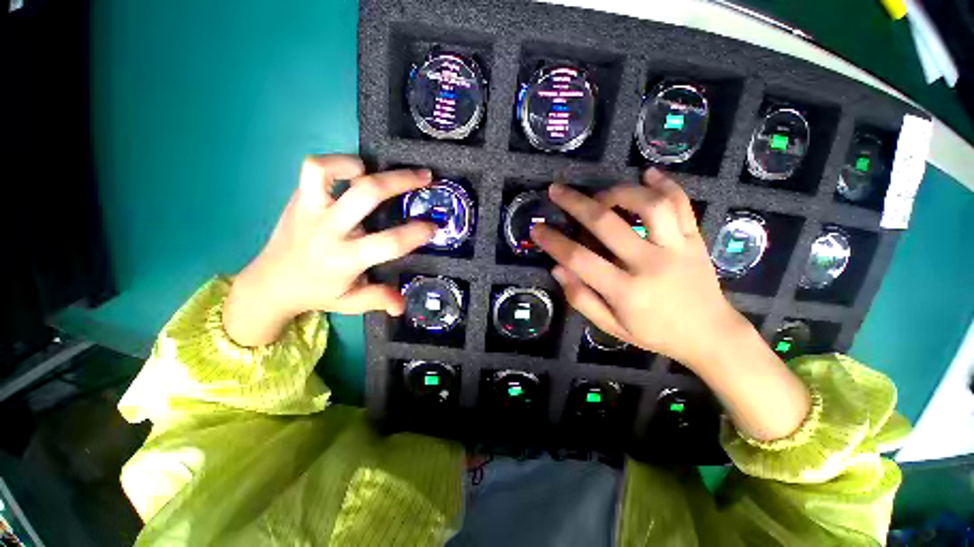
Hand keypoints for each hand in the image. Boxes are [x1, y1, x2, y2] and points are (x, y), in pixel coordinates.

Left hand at [223, 155, 435, 346]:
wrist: (269, 284)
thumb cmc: (317, 293)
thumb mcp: (351, 303)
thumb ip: (378, 300)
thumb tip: (402, 305)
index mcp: (345, 259)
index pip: (389, 243)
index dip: (416, 233)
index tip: (434, 226)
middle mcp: (328, 230)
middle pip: (366, 194)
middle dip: (401, 181)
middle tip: (425, 176)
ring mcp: (309, 210)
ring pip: (326, 171)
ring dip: (358, 165)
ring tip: (377, 169)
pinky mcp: (298, 199)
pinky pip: (312, 170)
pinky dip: (336, 164)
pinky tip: (354, 173)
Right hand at [530, 169, 736, 365]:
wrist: (710, 335)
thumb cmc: (654, 334)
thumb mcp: (611, 327)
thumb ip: (581, 299)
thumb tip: (557, 269)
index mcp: (626, 291)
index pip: (579, 259)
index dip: (553, 242)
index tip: (536, 229)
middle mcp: (650, 264)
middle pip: (607, 223)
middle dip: (575, 203)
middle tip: (556, 191)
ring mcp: (677, 247)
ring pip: (649, 204)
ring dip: (619, 192)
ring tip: (601, 194)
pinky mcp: (695, 238)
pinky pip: (681, 203)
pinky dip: (665, 184)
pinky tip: (647, 173)